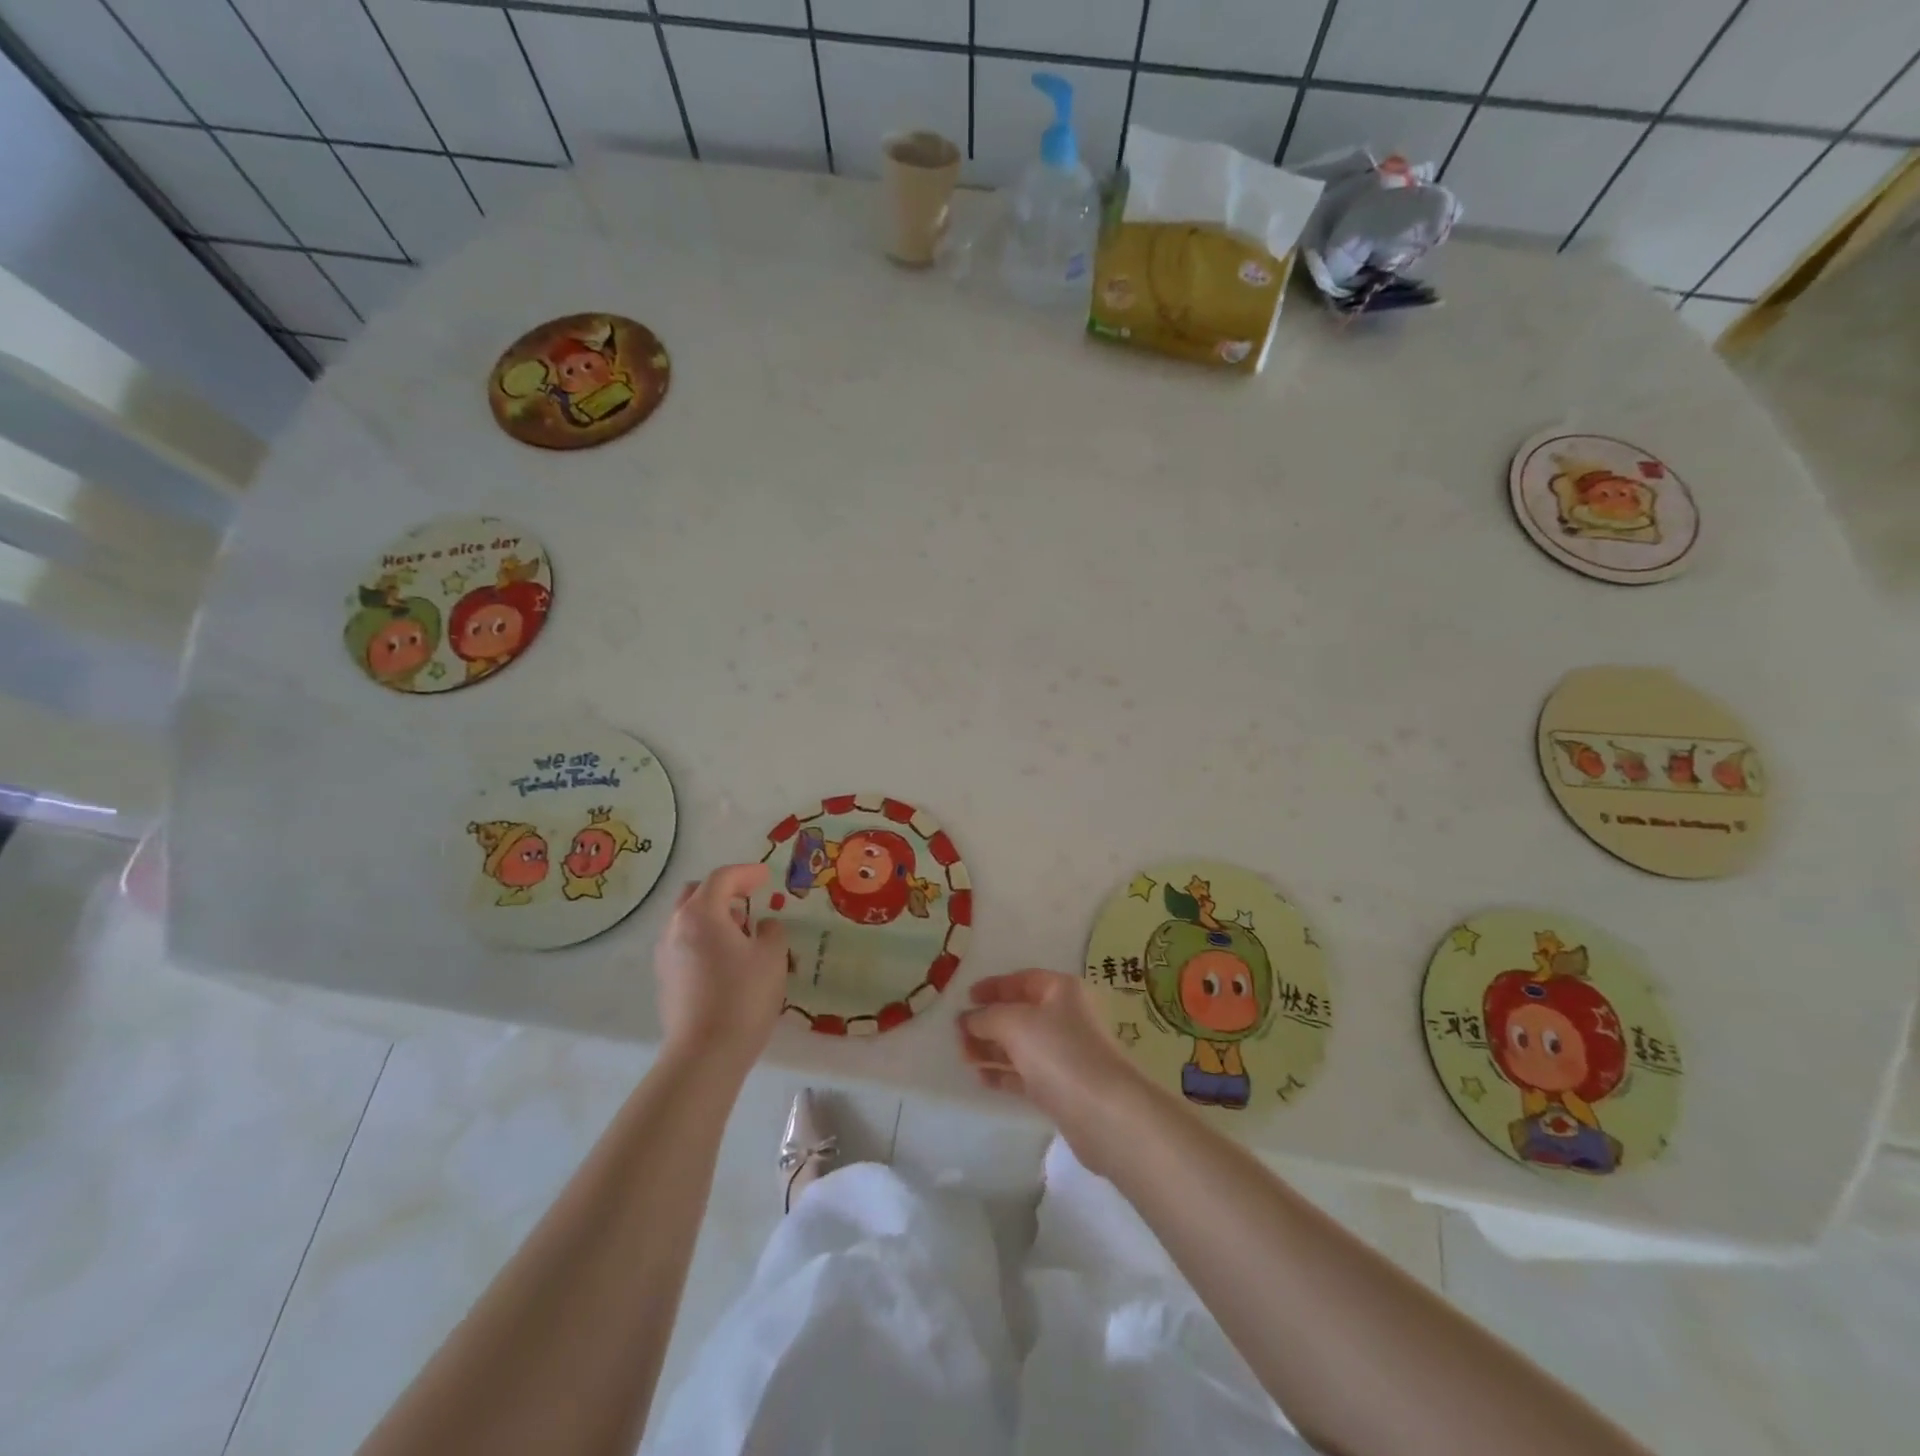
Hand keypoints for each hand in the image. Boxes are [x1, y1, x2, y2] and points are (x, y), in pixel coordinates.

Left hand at [653, 864, 788, 1072]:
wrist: (704, 1055)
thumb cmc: (743, 997)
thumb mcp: (772, 957)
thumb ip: (771, 932)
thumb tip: (762, 927)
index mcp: (701, 914)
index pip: (722, 878)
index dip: (747, 873)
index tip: (766, 877)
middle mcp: (676, 927)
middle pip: (696, 894)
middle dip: (723, 891)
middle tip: (749, 899)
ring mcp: (665, 955)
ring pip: (687, 920)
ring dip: (713, 916)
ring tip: (741, 933)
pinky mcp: (664, 980)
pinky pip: (684, 944)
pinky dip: (704, 939)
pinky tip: (726, 960)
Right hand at [958, 969, 1148, 1168]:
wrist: (1103, 1112)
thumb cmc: (1059, 1052)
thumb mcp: (1015, 1023)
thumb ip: (987, 1017)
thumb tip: (968, 1019)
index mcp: (1062, 990)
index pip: (1023, 980)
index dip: (993, 986)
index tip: (966, 997)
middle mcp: (1066, 1017)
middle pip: (1020, 1014)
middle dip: (988, 1022)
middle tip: (958, 1034)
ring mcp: (1065, 1054)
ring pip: (1021, 1046)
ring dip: (991, 1049)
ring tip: (963, 1057)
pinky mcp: (1062, 1087)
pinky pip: (1026, 1074)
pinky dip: (1004, 1074)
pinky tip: (981, 1079)